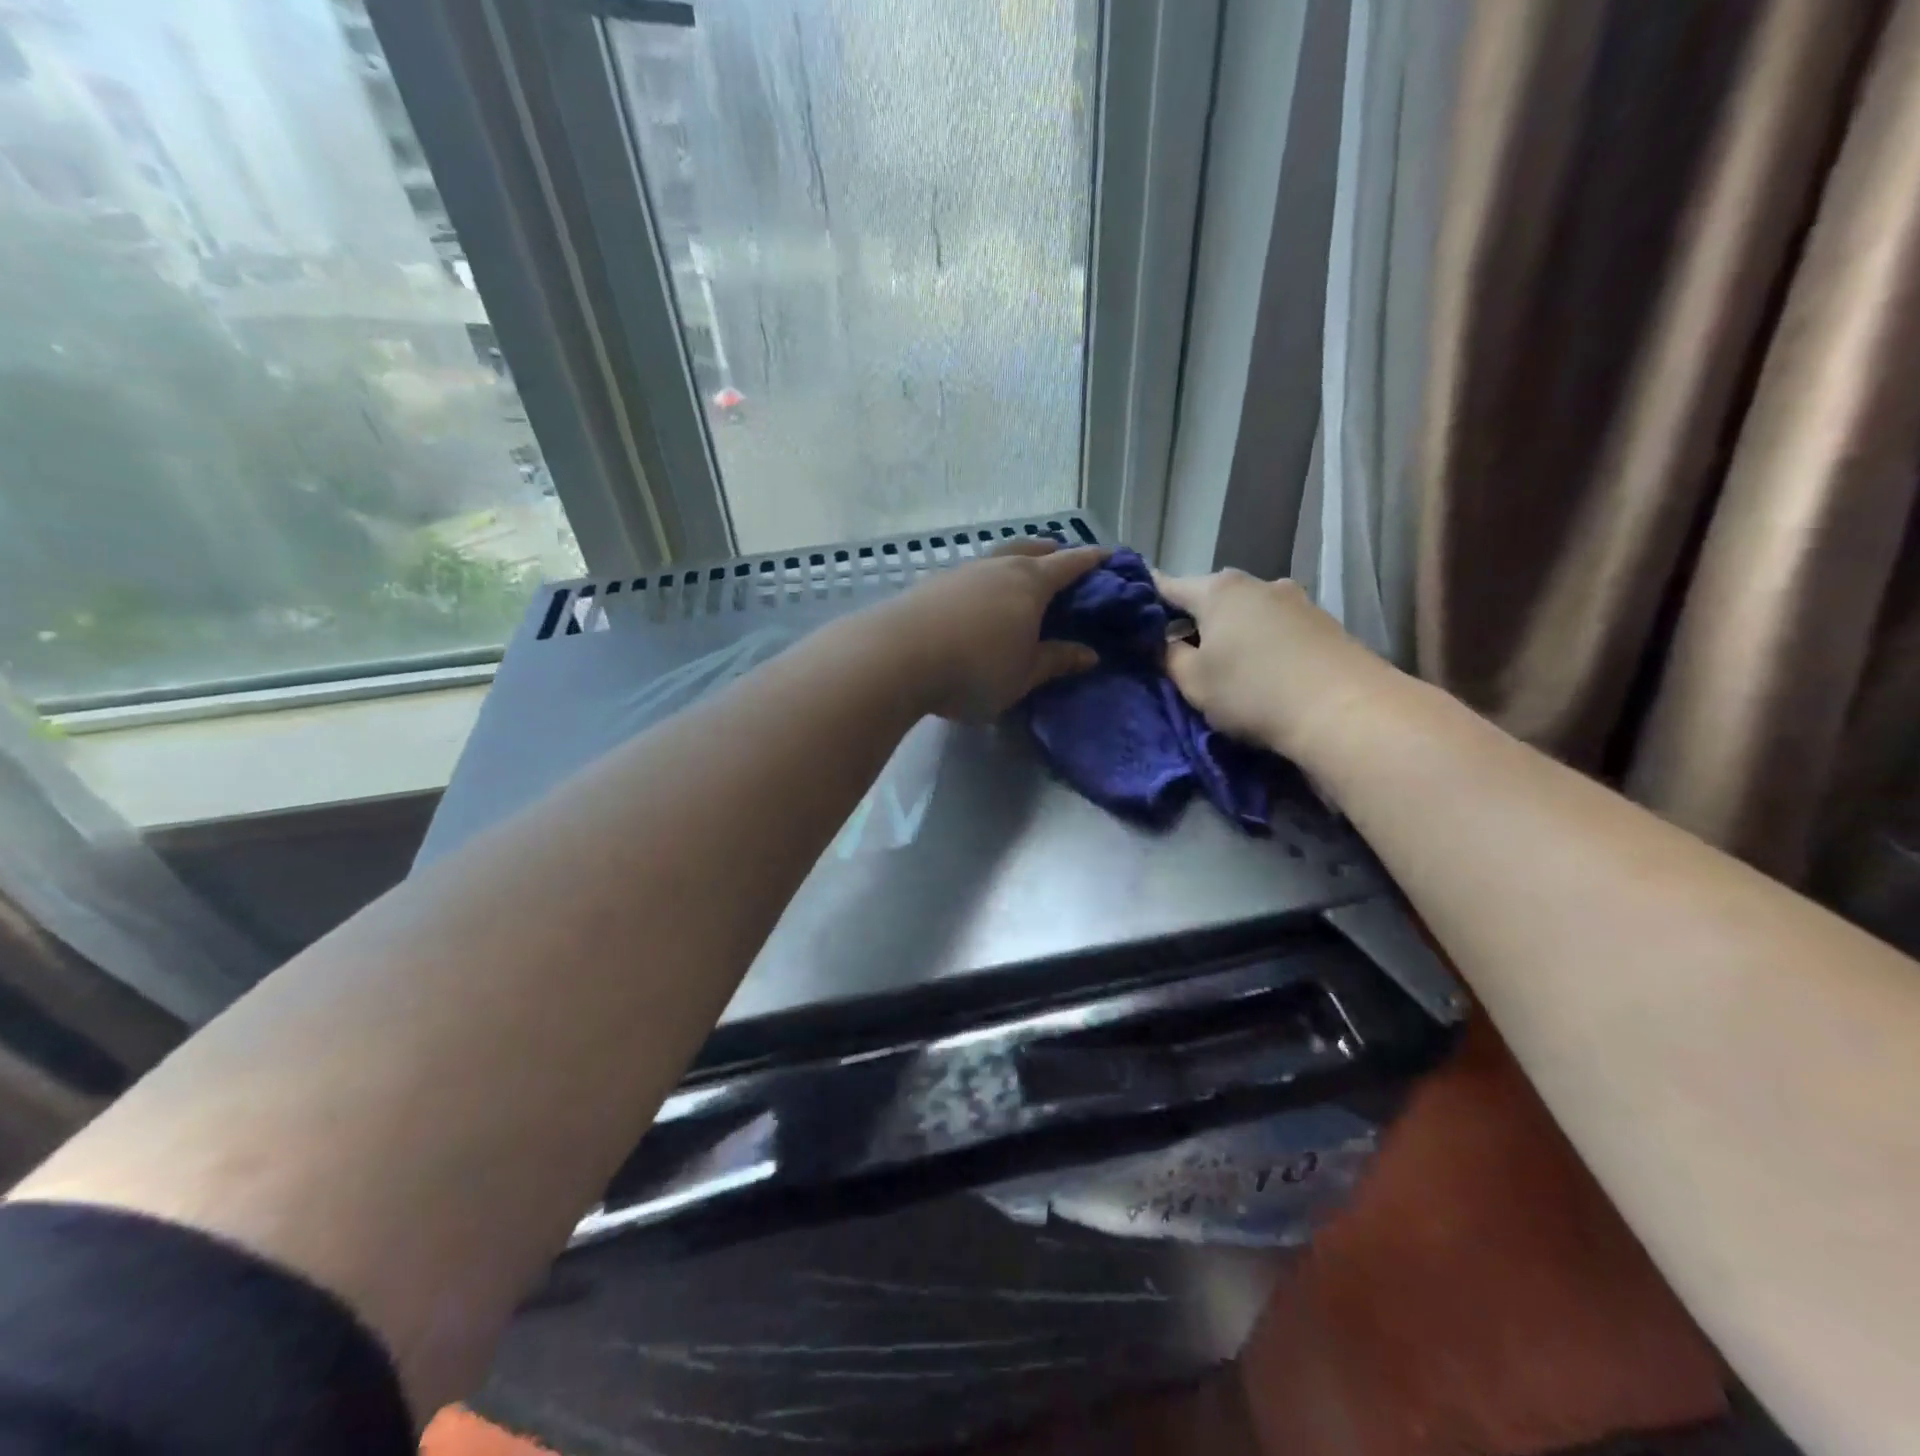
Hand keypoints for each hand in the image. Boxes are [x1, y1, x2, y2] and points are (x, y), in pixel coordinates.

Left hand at [880, 539, 1107, 721]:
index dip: (1092, 560)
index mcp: (1030, 583)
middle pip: (1031, 548)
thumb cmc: (974, 669)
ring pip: (996, 556)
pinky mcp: (931, 584)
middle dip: (1051, 551)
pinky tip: (977, 596)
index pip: (1070, 564)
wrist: (896, 658)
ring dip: (1014, 560)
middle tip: (1062, 557)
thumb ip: (1056, 661)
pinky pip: (970, 573)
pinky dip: (984, 578)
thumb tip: (1090, 654)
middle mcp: (997, 567)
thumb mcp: (1023, 675)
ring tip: (1018, 575)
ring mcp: (960, 571)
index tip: (1108, 556)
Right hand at [1155, 570, 1394, 757]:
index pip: (1168, 585)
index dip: (1146, 598)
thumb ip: (1169, 656)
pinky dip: (1263, 643)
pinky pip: (1278, 628)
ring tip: (1226, 665)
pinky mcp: (1325, 623)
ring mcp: (1296, 600)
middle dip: (1193, 619)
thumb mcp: (1193, 681)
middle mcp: (1258, 583)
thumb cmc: (1252, 691)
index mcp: (1218, 590)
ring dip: (1232, 632)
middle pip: (1211, 597)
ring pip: (1248, 612)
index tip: (1132, 611)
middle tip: (1179, 651)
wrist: (1345, 710)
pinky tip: (1265, 671)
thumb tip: (1164, 641)